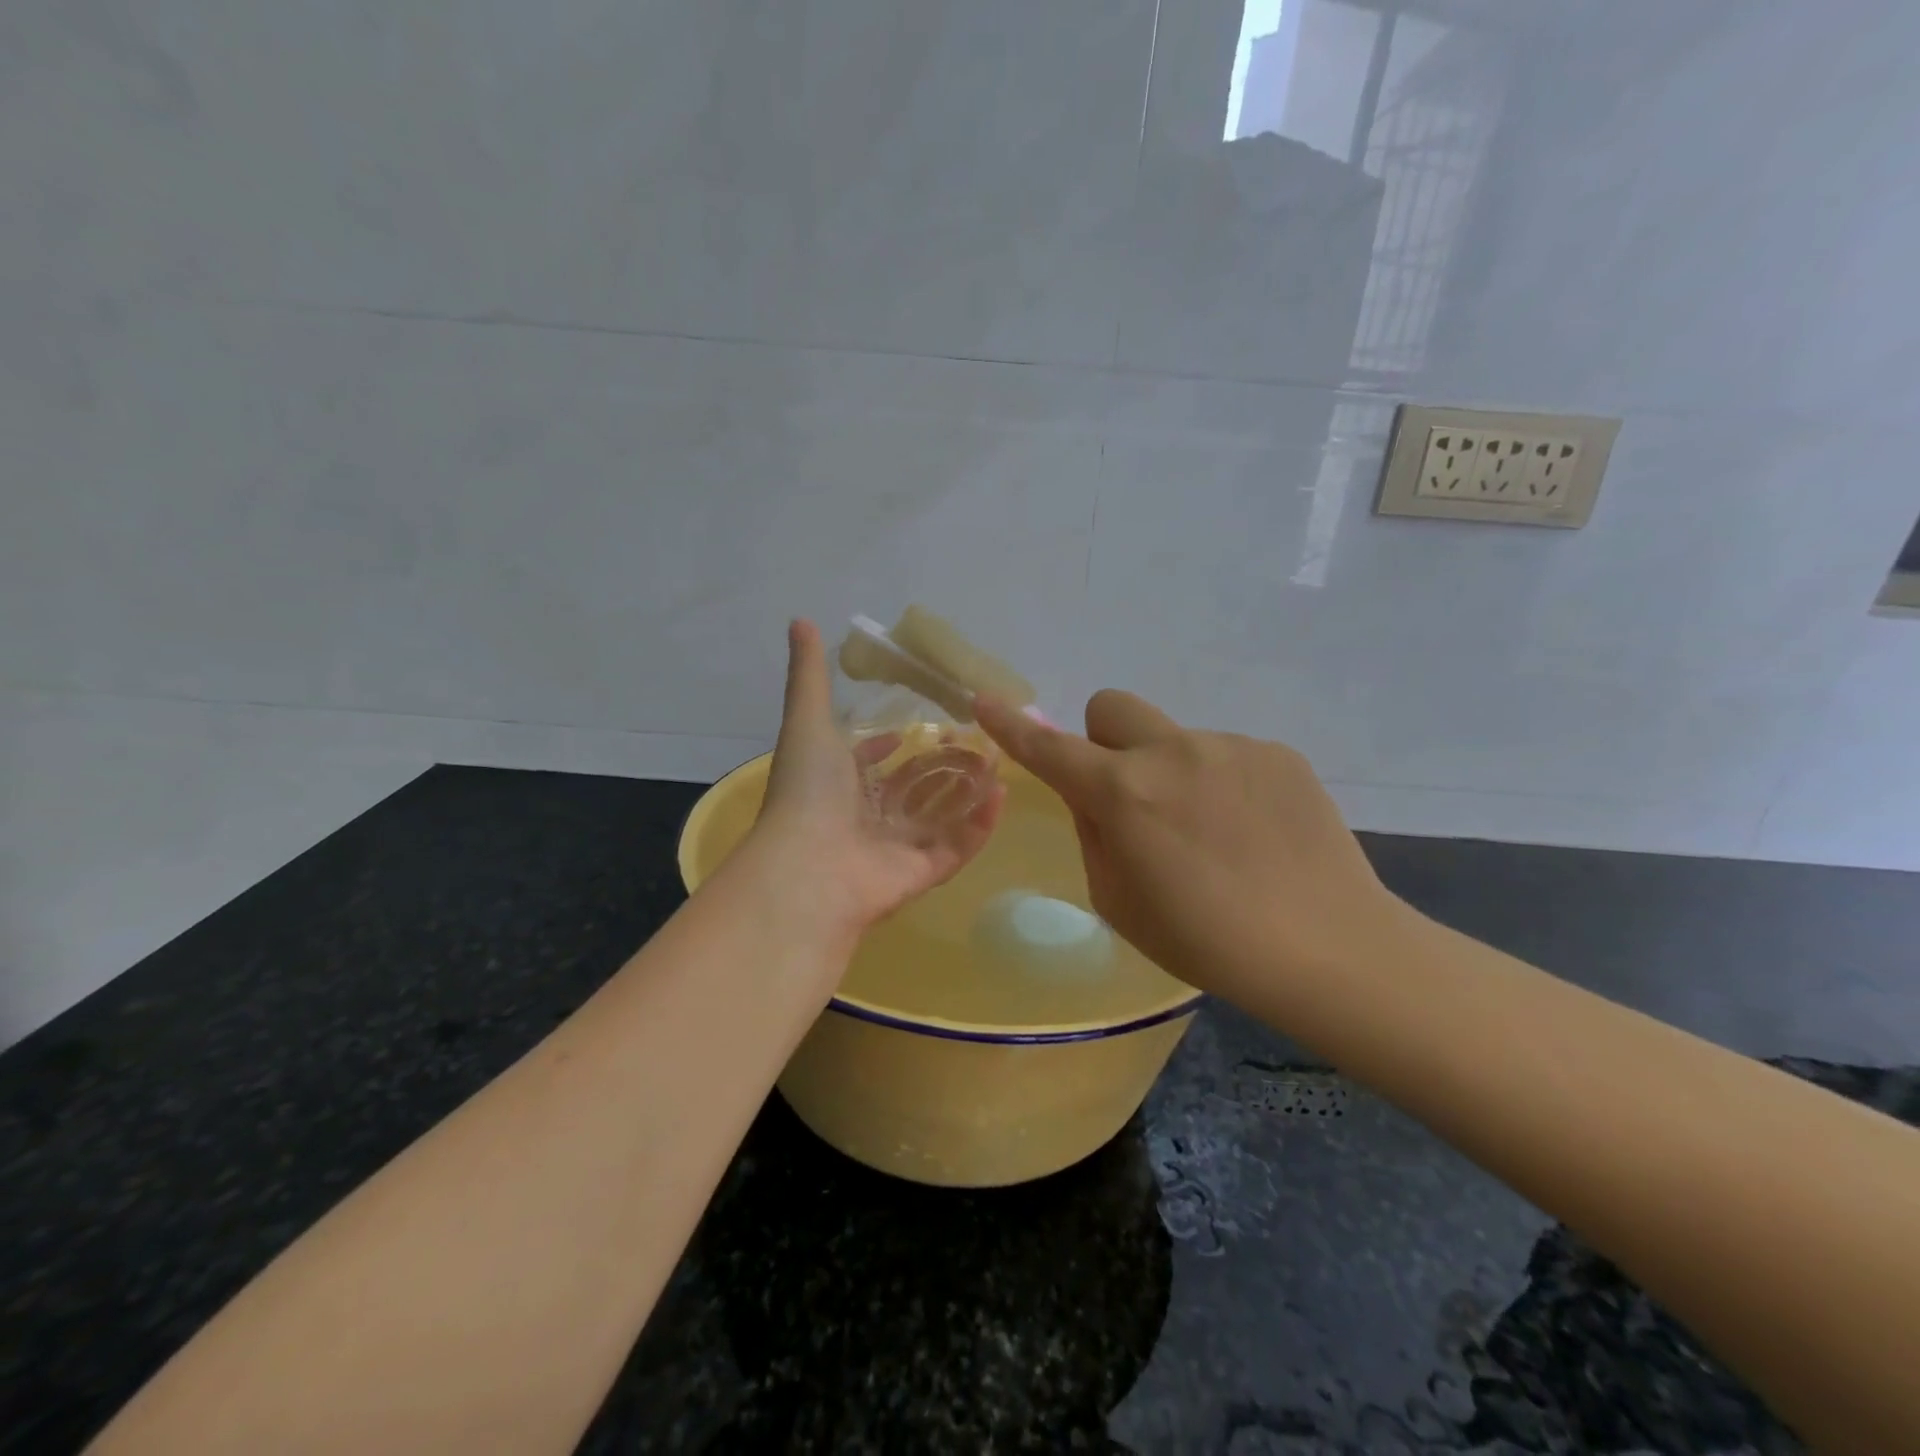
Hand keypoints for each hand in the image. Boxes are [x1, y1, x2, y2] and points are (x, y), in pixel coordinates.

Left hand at [748, 620, 1004, 947]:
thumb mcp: (808, 720)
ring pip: (939, 817)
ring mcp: (894, 848)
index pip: (867, 765)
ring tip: (1000, 762)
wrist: (809, 866)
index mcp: (838, 787)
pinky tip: (1002, 794)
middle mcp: (866, 819)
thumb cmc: (809, 790)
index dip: (886, 747)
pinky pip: (957, 847)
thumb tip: (800, 620)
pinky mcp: (921, 874)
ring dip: (967, 792)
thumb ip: (810, 675)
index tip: (915, 728)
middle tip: (977, 741)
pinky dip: (979, 825)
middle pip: (911, 790)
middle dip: (941, 767)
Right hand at [975, 690, 1399, 997]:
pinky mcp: (1276, 752)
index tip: (986, 702)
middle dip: (1105, 740)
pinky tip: (1253, 832)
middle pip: (1112, 707)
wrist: (1329, 947)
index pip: (1050, 749)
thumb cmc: (1207, 941)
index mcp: (1123, 793)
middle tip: (1132, 795)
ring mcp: (1229, 745)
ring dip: (1173, 772)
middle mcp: (1171, 752)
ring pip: (1174, 739)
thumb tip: (1093, 796)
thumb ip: (1093, 834)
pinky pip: (1225, 754)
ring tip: (1215, 835)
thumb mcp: (1119, 903)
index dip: (1012, 727)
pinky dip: (1222, 783)